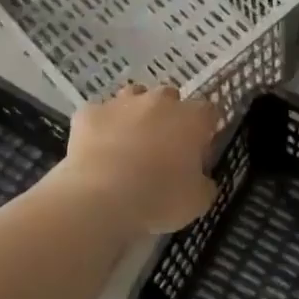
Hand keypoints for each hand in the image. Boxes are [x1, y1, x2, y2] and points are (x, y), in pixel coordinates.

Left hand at [56, 85, 220, 235]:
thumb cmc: (159, 199)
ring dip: (135, 113)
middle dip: (169, 116)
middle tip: (163, 148)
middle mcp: (159, 101)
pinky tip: (98, 149)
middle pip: (170, 97)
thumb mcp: (198, 201)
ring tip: (129, 142)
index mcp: (192, 119)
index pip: (208, 112)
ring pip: (133, 96)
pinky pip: (99, 114)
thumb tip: (200, 177)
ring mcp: (121, 103)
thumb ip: (204, 182)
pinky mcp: (89, 113)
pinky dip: (101, 127)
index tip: (199, 152)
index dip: (205, 131)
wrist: (101, 199)